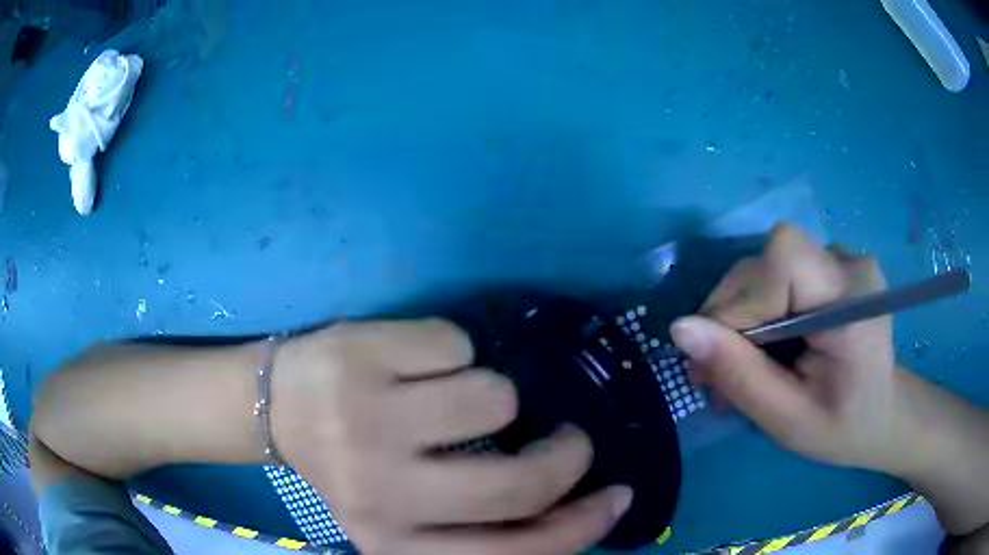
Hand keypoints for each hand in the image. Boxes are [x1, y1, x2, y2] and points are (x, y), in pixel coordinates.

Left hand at [270, 319, 631, 554]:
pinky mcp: (357, 358)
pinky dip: (455, 349)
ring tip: (462, 395)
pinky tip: (420, 361)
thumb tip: (568, 501)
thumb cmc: (354, 463)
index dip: (580, 528)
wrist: (278, 407)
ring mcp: (364, 422)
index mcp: (395, 543)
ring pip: (495, 398)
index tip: (615, 496)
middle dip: (567, 455)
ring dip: (498, 393)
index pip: (514, 554)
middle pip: (517, 485)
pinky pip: (456, 343)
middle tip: (568, 438)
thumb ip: (477, 520)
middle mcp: (380, 494)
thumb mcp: (411, 514)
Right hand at [669, 225, 907, 472]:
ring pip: (768, 265)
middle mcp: (851, 265)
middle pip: (770, 260)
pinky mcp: (834, 265)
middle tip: (713, 371)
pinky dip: (760, 307)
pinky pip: (780, 272)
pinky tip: (767, 343)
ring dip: (742, 313)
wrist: (882, 415)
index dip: (743, 298)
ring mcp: (844, 259)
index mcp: (854, 304)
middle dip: (732, 313)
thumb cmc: (842, 428)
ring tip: (740, 364)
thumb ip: (739, 375)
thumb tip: (681, 329)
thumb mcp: (787, 420)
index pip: (785, 258)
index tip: (720, 354)